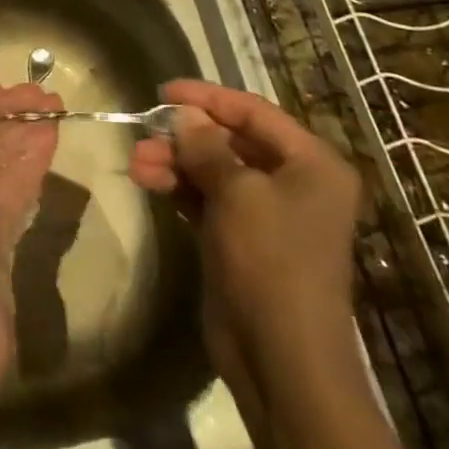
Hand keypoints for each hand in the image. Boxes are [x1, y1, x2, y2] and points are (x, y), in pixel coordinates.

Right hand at [130, 81, 359, 366]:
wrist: (281, 357)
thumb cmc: (270, 260)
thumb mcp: (236, 192)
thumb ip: (205, 146)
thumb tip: (184, 115)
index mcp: (311, 164)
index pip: (254, 112)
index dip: (207, 97)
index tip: (162, 91)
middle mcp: (294, 182)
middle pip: (230, 140)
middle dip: (184, 136)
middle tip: (144, 133)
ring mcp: (267, 212)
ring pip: (213, 169)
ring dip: (174, 162)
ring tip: (137, 164)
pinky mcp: (240, 238)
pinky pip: (206, 197)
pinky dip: (178, 186)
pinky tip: (147, 181)